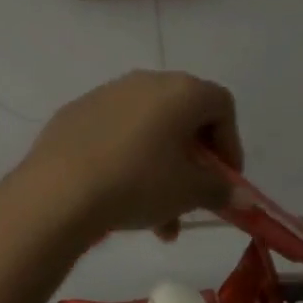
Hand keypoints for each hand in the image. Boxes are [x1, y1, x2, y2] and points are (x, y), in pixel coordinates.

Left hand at [9, 71, 242, 240]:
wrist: (58, 191)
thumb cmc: (138, 183)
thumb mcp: (188, 193)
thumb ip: (220, 191)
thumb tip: (243, 197)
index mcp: (181, 91)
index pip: (222, 106)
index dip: (231, 145)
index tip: (225, 181)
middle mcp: (146, 81)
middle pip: (184, 119)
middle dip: (193, 163)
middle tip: (192, 198)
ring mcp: (107, 94)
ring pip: (149, 132)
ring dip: (162, 172)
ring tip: (157, 221)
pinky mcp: (77, 113)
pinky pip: (117, 135)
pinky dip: (128, 162)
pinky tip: (119, 198)